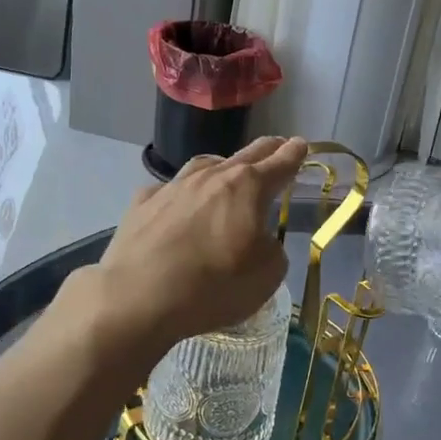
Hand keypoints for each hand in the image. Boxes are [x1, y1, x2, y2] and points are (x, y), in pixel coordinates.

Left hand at [92, 136, 307, 352]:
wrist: (139, 296)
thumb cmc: (214, 285)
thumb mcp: (267, 275)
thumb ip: (272, 249)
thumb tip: (258, 239)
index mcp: (247, 187)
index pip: (279, 164)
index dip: (294, 154)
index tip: (301, 144)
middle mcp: (211, 177)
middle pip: (245, 155)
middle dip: (265, 149)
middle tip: (276, 145)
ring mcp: (173, 186)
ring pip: (204, 166)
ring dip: (222, 166)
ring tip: (227, 171)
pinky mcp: (142, 204)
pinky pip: (169, 191)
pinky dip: (181, 195)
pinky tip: (178, 206)